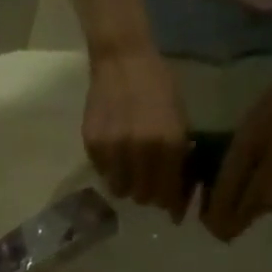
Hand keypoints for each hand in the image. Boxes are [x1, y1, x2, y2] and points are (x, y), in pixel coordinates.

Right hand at [84, 48, 190, 219]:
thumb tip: (177, 191)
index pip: (168, 192)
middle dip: (150, 193)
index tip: (174, 214)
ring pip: (121, 191)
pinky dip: (111, 170)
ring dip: (128, 184)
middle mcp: (141, 150)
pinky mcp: (93, 146)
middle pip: (144, 197)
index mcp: (167, 142)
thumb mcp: (178, 117)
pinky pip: (104, 174)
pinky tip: (116, 152)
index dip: (172, 206)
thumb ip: (177, 156)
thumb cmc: (156, 85)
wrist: (121, 56)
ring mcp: (114, 149)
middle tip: (151, 183)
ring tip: (131, 169)